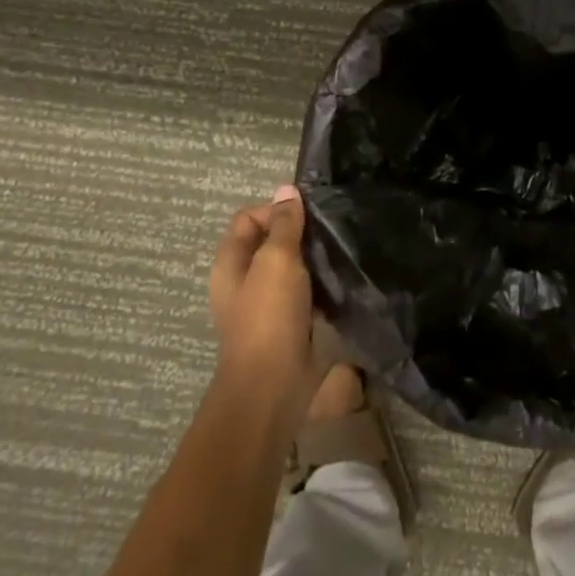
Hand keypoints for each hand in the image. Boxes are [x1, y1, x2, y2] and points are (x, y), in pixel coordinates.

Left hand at [208, 186, 319, 420]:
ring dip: (314, 259)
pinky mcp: (289, 323)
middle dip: (300, 234)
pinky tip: (342, 280)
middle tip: (331, 231)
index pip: (249, 217)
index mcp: (231, 261)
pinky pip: (306, 292)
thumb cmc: (269, 316)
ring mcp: (267, 303)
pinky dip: (321, 284)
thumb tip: (287, 189)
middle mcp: (245, 279)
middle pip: (272, 241)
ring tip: (342, 251)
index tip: (309, 215)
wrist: (274, 386)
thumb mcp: (277, 260)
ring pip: (292, 267)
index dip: (276, 210)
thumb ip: (284, 224)